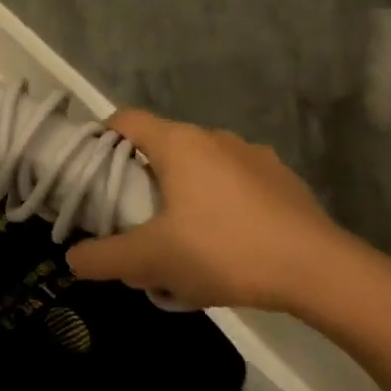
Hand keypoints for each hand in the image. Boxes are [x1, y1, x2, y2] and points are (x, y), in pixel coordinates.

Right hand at [67, 110, 348, 314]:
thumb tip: (73, 259)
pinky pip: (234, 185)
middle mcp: (215, 138)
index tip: (91, 174)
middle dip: (141, 180)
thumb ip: (104, 258)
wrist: (317, 270)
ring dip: (182, 195)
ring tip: (179, 241)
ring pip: (200, 168)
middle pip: (162, 148)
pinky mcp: (282, 181)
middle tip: (131, 220)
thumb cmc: (223, 251)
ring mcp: (254, 156)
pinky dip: (218, 205)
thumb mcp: (151, 260)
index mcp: (180, 143)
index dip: (101, 139)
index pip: (126, 120)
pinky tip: (224, 246)